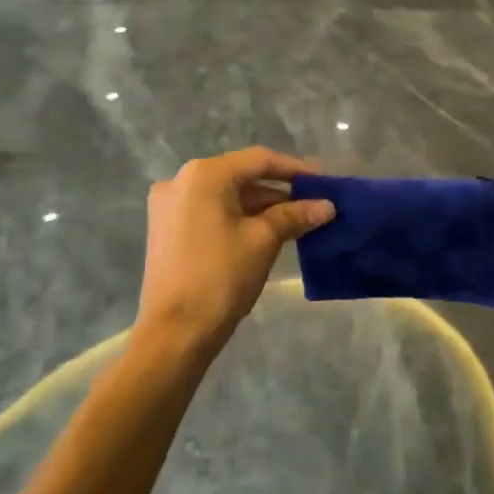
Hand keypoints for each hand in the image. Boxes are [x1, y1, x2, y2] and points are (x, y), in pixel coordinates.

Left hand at [136, 147, 335, 358]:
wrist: (175, 333)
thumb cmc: (221, 278)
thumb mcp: (263, 241)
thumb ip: (294, 216)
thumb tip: (327, 206)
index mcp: (203, 175)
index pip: (259, 160)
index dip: (295, 169)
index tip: (324, 183)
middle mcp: (180, 180)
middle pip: (240, 176)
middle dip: (279, 191)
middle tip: (313, 205)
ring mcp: (168, 205)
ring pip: (225, 196)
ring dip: (260, 207)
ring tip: (297, 222)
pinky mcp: (166, 229)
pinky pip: (210, 212)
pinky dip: (238, 218)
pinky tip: (265, 232)